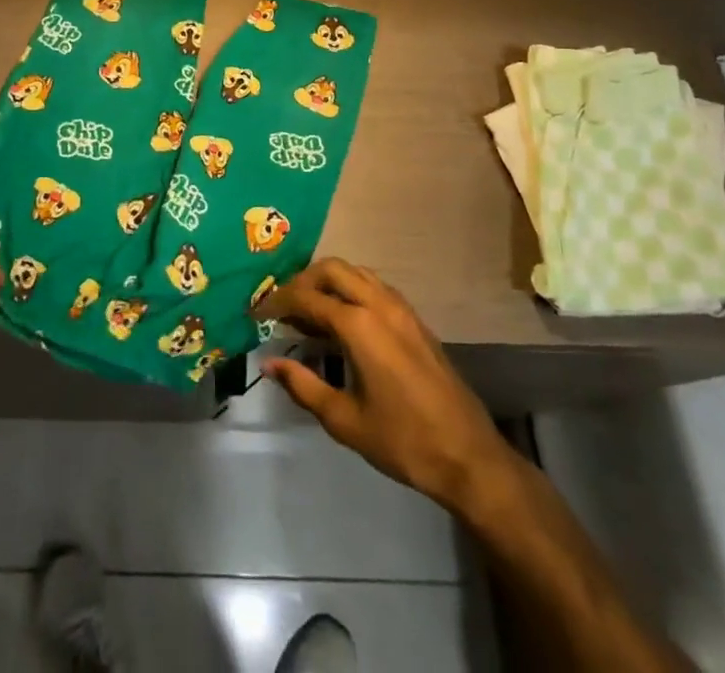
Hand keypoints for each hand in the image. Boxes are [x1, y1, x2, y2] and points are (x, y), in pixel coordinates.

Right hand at [258, 259, 517, 511]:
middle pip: (332, 269)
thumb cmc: (403, 441)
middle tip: (282, 307)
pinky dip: (351, 290)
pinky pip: (374, 287)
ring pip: (355, 272)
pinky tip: (342, 321)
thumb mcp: (345, 421)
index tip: (257, 312)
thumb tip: (268, 364)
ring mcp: (401, 308)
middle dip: (303, 281)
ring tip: (308, 311)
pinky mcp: (414, 319)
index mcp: (359, 325)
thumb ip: (303, 386)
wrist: (468, 455)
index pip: (308, 298)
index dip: (278, 302)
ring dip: (328, 282)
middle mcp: (379, 304)